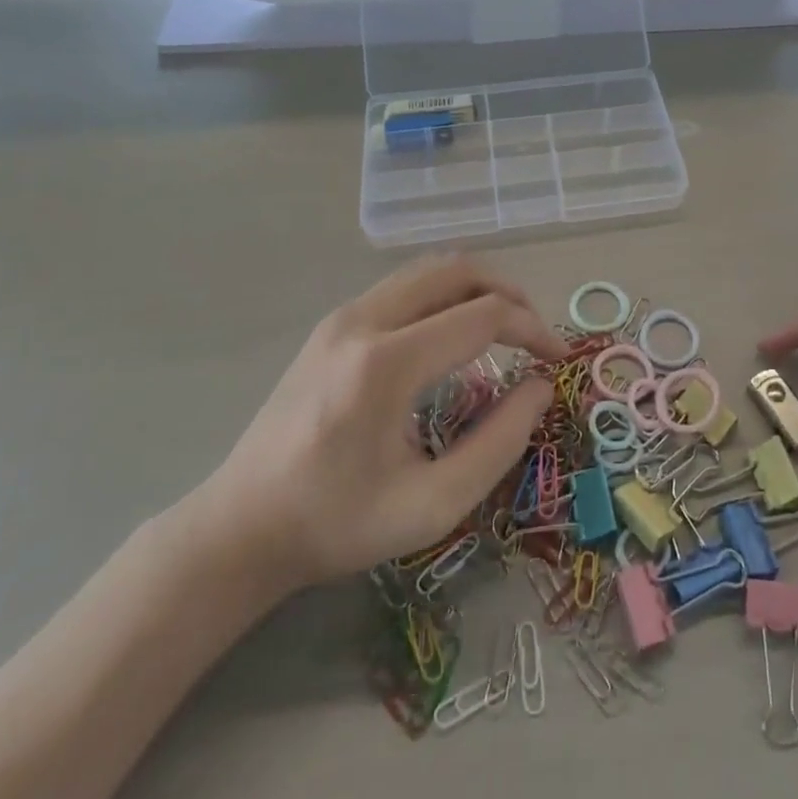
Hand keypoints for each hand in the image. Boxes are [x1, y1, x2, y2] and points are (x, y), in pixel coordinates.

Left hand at [184, 256, 559, 601]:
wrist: (239, 528)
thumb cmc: (338, 524)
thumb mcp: (433, 505)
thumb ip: (500, 443)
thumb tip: (540, 387)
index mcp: (387, 365)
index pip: (483, 315)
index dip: (533, 329)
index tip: (558, 359)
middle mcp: (363, 321)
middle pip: (457, 270)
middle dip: (509, 292)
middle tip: (534, 332)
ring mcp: (342, 317)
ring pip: (430, 270)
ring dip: (477, 288)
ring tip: (503, 327)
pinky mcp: (332, 325)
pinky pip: (404, 286)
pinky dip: (445, 295)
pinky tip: (454, 335)